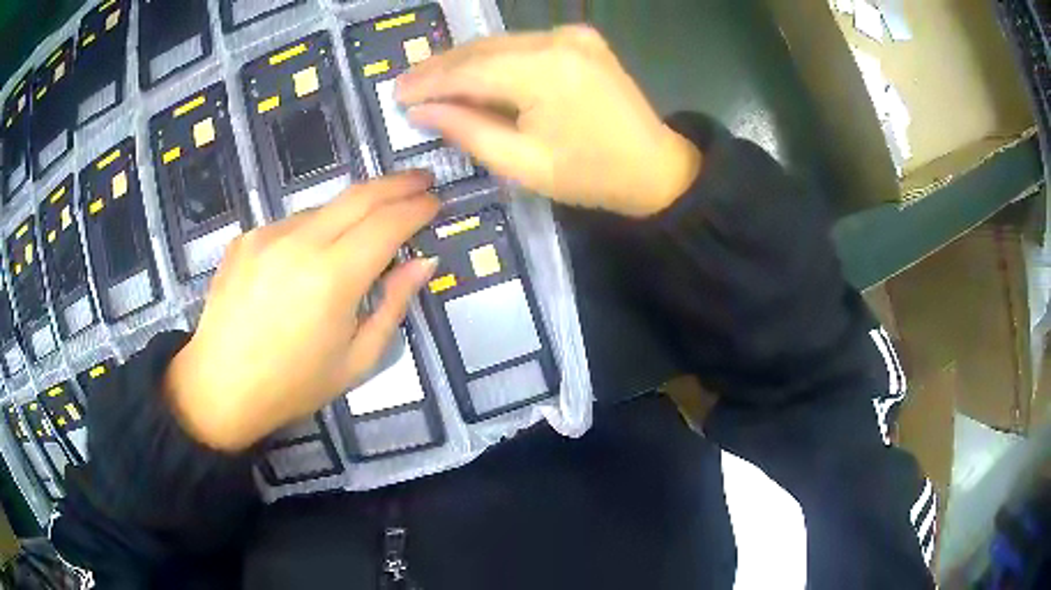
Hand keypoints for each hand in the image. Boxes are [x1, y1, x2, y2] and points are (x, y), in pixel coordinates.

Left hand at [164, 173, 439, 451]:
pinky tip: (310, 258)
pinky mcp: (246, 238)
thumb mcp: (357, 360)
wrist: (220, 387)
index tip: (436, 202)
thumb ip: (393, 305)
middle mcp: (300, 242)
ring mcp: (268, 235)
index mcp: (333, 278)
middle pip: (359, 195)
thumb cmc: (294, 385)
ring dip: (353, 210)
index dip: (417, 208)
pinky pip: (292, 224)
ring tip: (365, 229)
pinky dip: (314, 231)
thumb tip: (423, 262)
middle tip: (421, 180)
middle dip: (397, 183)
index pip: (388, 223)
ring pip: (324, 207)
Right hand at [396, 26, 701, 217]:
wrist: (655, 167)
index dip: (428, 82)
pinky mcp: (580, 39)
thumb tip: (421, 110)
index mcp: (543, 72)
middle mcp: (556, 40)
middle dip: (441, 68)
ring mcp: (571, 35)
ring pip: (500, 44)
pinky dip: (495, 59)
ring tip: (431, 81)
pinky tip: (474, 74)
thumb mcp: (522, 165)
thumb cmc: (590, 176)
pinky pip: (523, 45)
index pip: (468, 70)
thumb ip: (467, 131)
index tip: (396, 94)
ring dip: (465, 62)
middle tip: (407, 86)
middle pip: (481, 50)